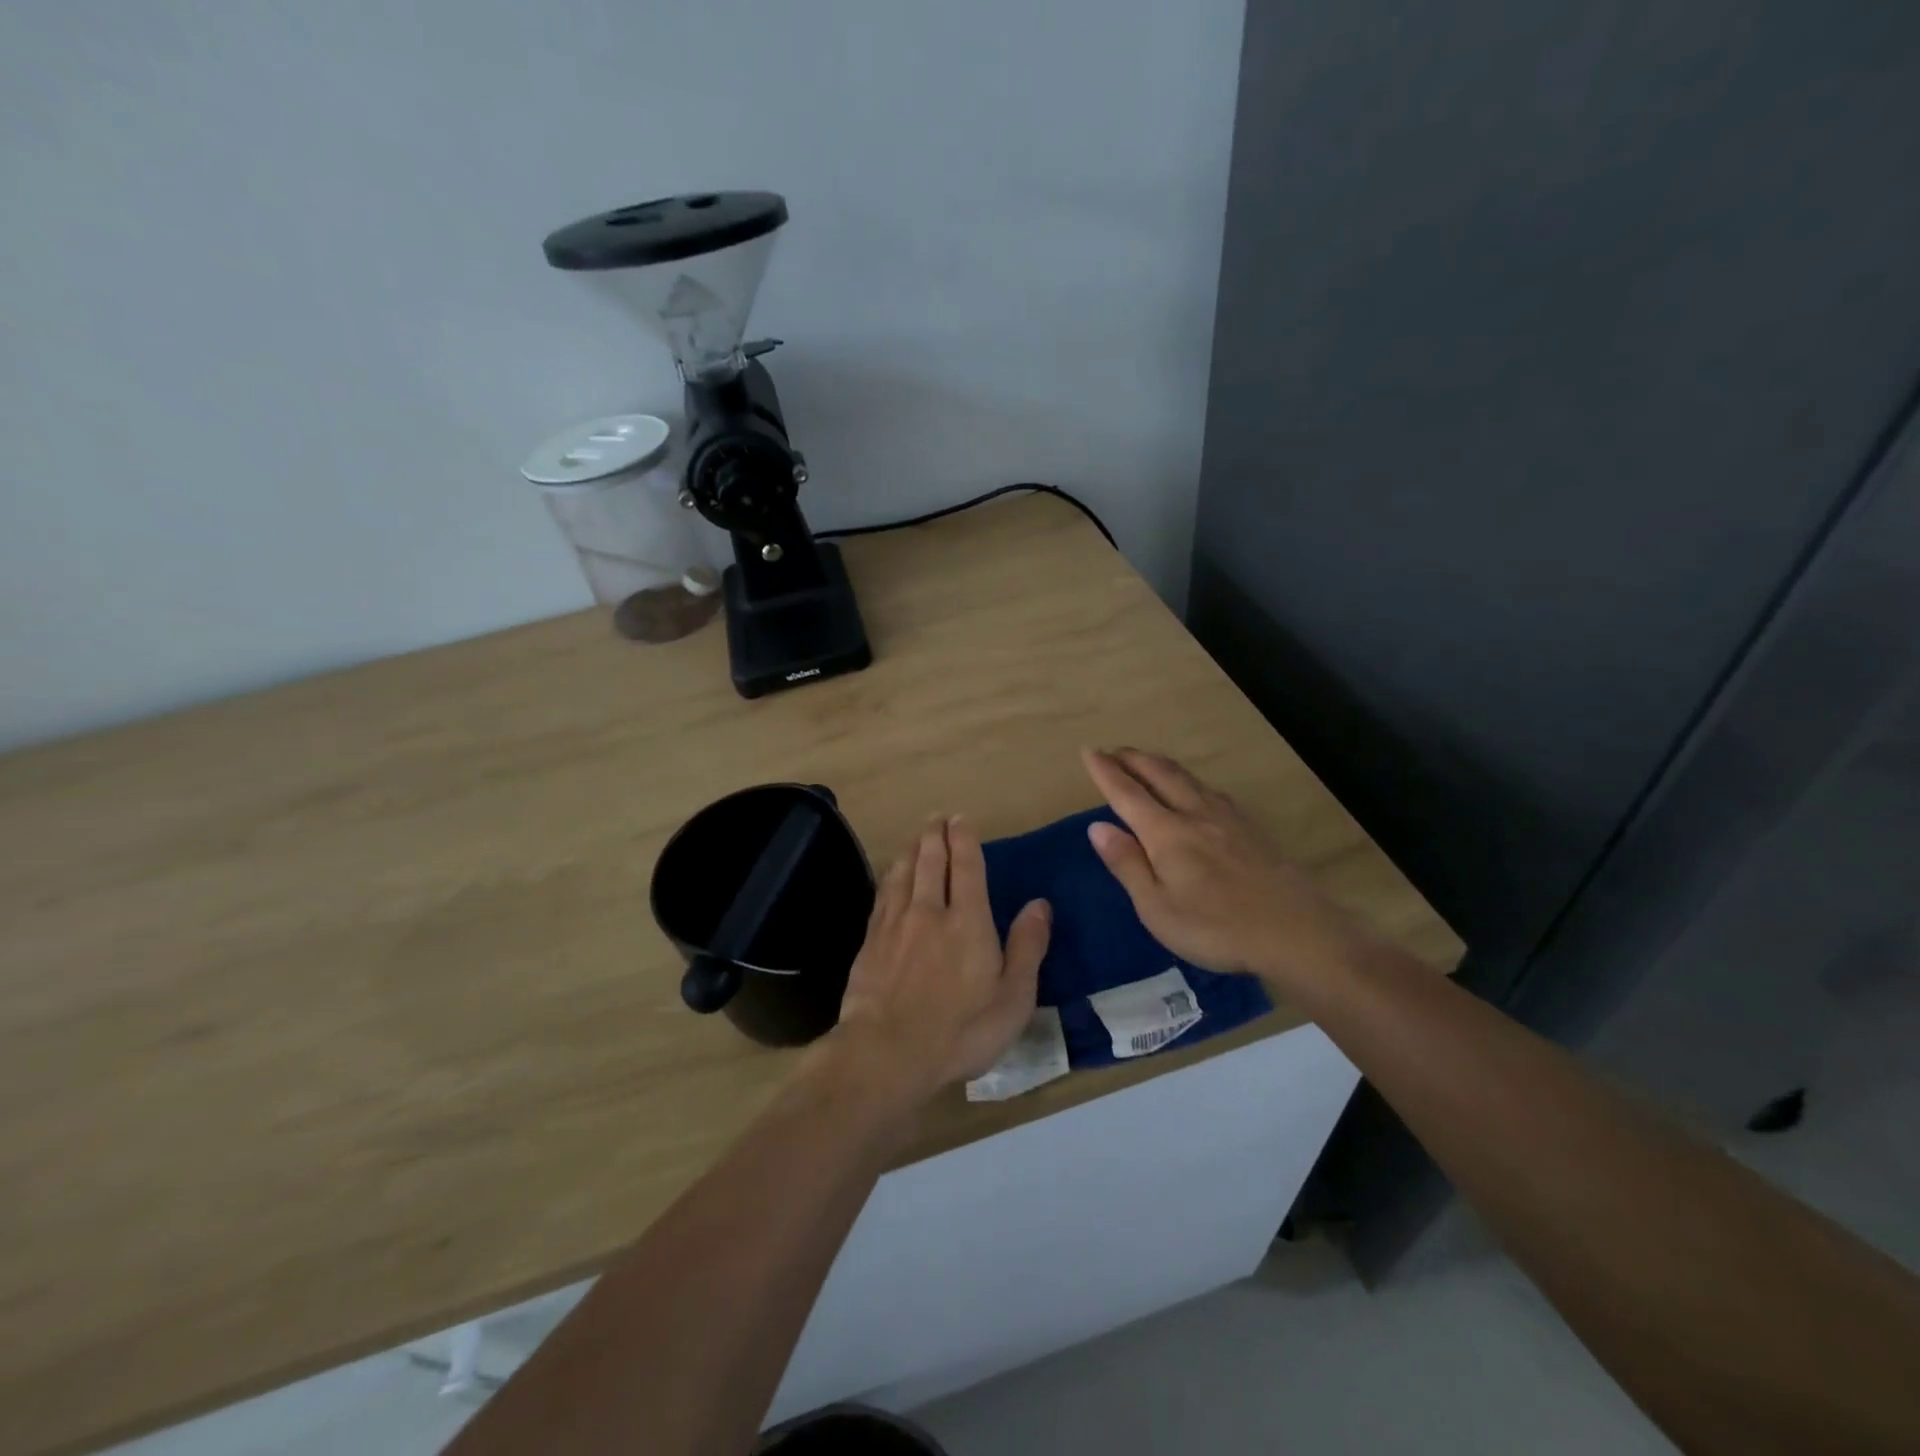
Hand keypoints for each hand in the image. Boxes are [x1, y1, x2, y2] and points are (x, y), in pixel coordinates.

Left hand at [823, 816, 1051, 1106]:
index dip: (964, 839)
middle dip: (935, 835)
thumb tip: (1040, 904)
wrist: (887, 1052)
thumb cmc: (961, 1030)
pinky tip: (890, 877)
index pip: (966, 866)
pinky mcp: (871, 942)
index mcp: (968, 921)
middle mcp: (929, 911)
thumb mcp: (1012, 998)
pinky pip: (883, 896)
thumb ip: (1027, 947)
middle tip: (937, 818)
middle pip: (930, 861)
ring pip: (903, 873)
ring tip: (916, 838)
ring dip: (911, 850)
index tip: (961, 819)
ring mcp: (895, 924)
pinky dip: (890, 877)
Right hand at [1081, 748, 1370, 991]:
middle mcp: (1195, 814)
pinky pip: (1210, 790)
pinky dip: (1189, 779)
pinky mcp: (1251, 828)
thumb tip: (1097, 826)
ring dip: (1160, 764)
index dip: (1106, 771)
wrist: (1296, 931)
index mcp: (1167, 833)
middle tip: (1113, 750)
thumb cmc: (1216, 928)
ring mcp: (1227, 818)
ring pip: (1188, 778)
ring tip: (1146, 761)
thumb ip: (1127, 864)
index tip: (1089, 751)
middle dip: (1133, 758)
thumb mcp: (1157, 907)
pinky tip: (1195, 789)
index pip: (1127, 793)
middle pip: (1160, 774)